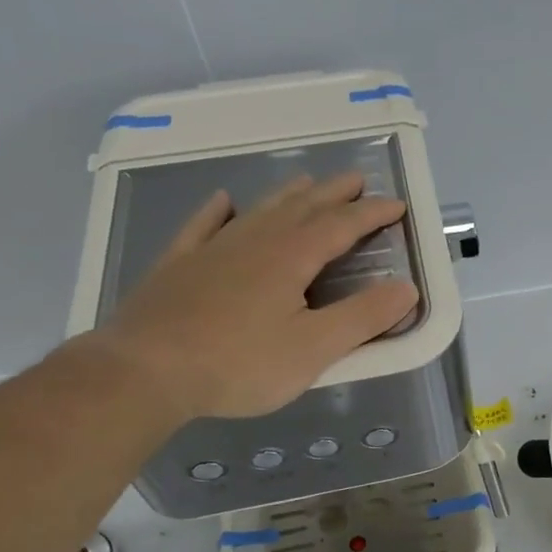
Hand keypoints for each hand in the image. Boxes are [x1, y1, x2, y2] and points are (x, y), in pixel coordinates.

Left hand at [92, 173, 418, 420]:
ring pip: (259, 210)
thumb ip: (363, 317)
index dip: (372, 213)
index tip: (397, 205)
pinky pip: (202, 226)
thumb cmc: (239, 363)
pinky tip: (222, 201)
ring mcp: (212, 249)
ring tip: (307, 183)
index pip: (342, 225)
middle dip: (334, 193)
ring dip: (288, 195)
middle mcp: (255, 241)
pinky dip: (217, 211)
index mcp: (292, 257)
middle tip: (357, 180)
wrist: (144, 372)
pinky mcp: (178, 265)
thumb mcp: (315, 349)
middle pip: (302, 207)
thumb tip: (407, 288)